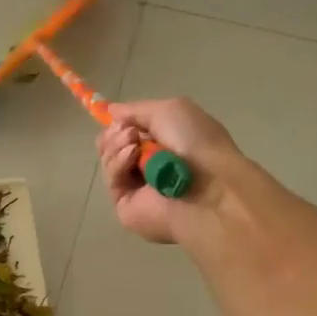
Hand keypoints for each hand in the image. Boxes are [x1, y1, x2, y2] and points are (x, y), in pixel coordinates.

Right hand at [97, 97, 240, 244]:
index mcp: (163, 142)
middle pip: (111, 145)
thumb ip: (136, 109)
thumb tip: (110, 110)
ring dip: (116, 145)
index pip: (128, 131)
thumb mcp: (170, 109)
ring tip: (133, 144)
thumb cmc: (196, 142)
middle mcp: (147, 164)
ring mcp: (135, 187)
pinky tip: (131, 157)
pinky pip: (111, 179)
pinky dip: (117, 163)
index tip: (115, 116)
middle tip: (128, 132)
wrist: (208, 185)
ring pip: (108, 160)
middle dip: (114, 133)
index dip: (119, 122)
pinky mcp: (125, 206)